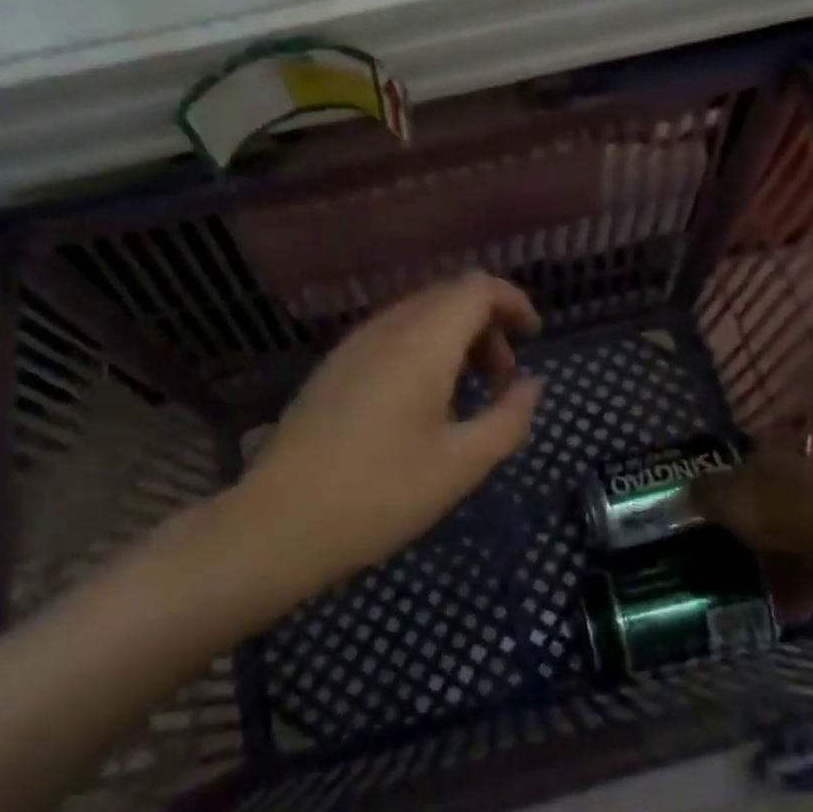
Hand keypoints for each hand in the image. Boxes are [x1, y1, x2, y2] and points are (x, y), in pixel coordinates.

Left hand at [237, 274, 543, 588]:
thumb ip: (508, 418)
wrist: (279, 523)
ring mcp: (352, 346)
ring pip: (417, 317)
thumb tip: (531, 385)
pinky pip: (390, 338)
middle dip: (487, 326)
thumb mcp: (462, 464)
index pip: (476, 288)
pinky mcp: (332, 369)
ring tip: (467, 396)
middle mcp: (385, 329)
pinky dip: (423, 352)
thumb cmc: (381, 494)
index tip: (534, 337)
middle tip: (502, 381)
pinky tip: (422, 404)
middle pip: (448, 298)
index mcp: (421, 342)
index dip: (513, 302)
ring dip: (454, 341)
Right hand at [693, 454, 812, 619]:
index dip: (710, 499)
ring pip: (781, 542)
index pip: (730, 475)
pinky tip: (772, 612)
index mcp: (762, 462)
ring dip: (763, 566)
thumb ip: (701, 497)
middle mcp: (790, 482)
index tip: (692, 527)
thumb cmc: (784, 508)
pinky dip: (791, 590)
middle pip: (755, 510)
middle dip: (735, 536)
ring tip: (737, 595)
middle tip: (710, 564)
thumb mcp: (729, 499)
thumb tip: (678, 498)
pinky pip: (807, 571)